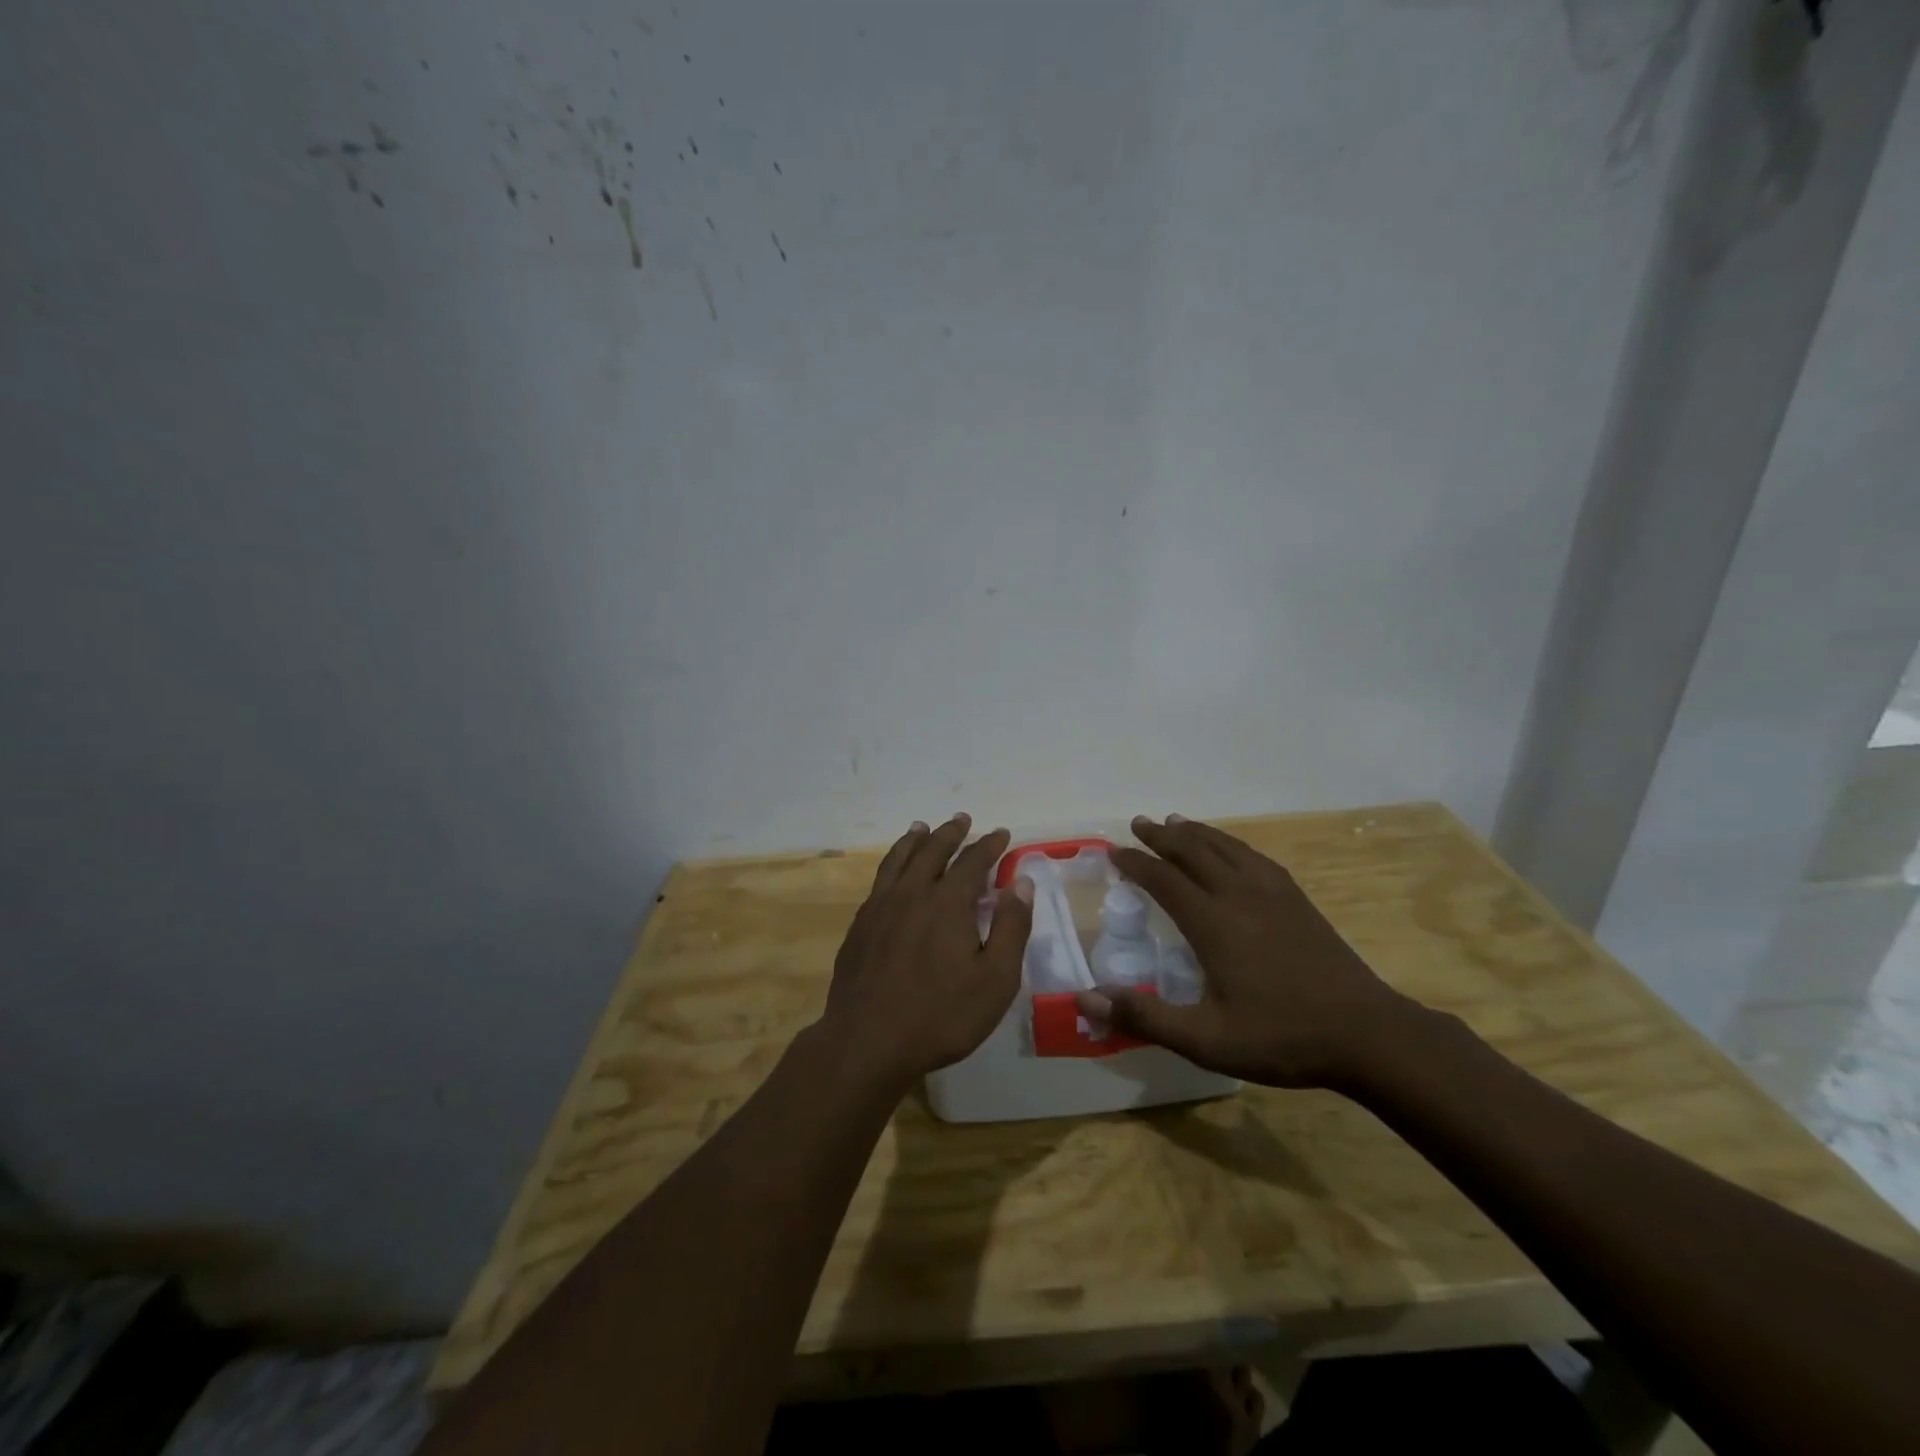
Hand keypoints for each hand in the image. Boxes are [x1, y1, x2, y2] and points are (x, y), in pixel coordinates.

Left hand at [821, 814, 1033, 1088]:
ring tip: (921, 827)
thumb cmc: (941, 1015)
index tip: (1001, 833)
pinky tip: (893, 873)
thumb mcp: (996, 979)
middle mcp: (912, 893)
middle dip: (951, 833)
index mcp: (948, 902)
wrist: (868, 1041)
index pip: (973, 861)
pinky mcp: (860, 926)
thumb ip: (1012, 927)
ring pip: (899, 860)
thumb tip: (1022, 882)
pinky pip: (879, 881)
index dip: (989, 845)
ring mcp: (880, 907)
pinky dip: (891, 864)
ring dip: (914, 840)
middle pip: (933, 851)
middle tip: (962, 819)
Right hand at [1078, 815, 1425, 1088]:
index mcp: (1213, 923)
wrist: (1367, 1034)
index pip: (1164, 880)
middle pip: (1194, 852)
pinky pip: (1255, 857)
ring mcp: (1273, 894)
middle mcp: (1239, 896)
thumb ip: (1145, 1017)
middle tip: (1139, 823)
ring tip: (1175, 820)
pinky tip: (1231, 848)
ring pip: (1226, 848)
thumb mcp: (1205, 1040)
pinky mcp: (1298, 900)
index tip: (1114, 851)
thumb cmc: (1280, 1038)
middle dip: (1162, 836)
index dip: (1136, 863)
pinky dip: (1232, 844)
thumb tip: (1086, 998)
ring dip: (1196, 832)